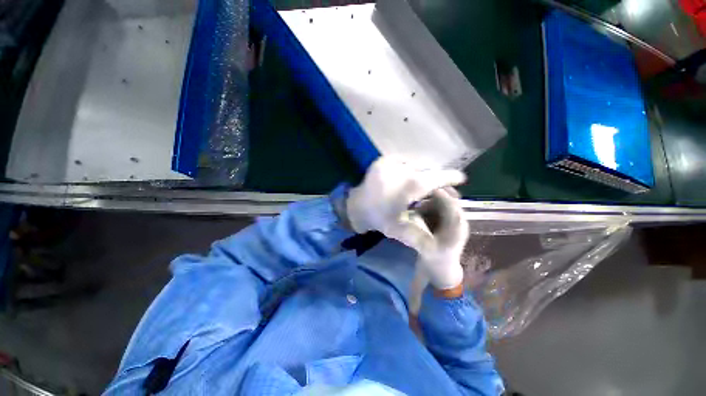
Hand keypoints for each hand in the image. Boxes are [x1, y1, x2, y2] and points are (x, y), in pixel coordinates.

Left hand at [346, 157, 467, 289]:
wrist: (356, 206)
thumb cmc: (378, 218)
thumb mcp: (400, 230)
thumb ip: (421, 239)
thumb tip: (439, 248)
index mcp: (409, 185)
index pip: (437, 177)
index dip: (451, 177)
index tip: (461, 178)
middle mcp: (402, 168)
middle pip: (428, 172)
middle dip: (436, 180)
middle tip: (441, 188)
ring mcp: (391, 162)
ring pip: (417, 166)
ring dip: (423, 174)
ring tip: (425, 186)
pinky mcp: (384, 160)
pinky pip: (405, 162)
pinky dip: (411, 169)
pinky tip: (411, 179)